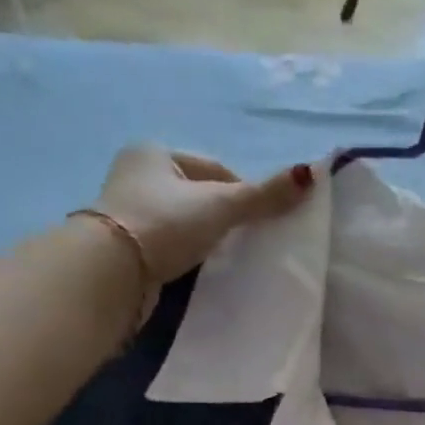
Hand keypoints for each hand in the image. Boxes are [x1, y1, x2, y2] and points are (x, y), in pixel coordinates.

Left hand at [92, 145, 314, 285]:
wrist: (112, 272)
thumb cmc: (165, 224)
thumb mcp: (221, 205)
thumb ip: (264, 194)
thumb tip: (312, 172)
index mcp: (154, 151)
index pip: (213, 168)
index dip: (242, 191)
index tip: (260, 219)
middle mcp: (135, 174)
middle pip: (197, 194)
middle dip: (223, 215)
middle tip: (245, 240)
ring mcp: (127, 212)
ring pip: (183, 221)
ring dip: (204, 236)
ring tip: (222, 257)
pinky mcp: (126, 246)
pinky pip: (168, 244)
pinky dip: (186, 253)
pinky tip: (197, 268)